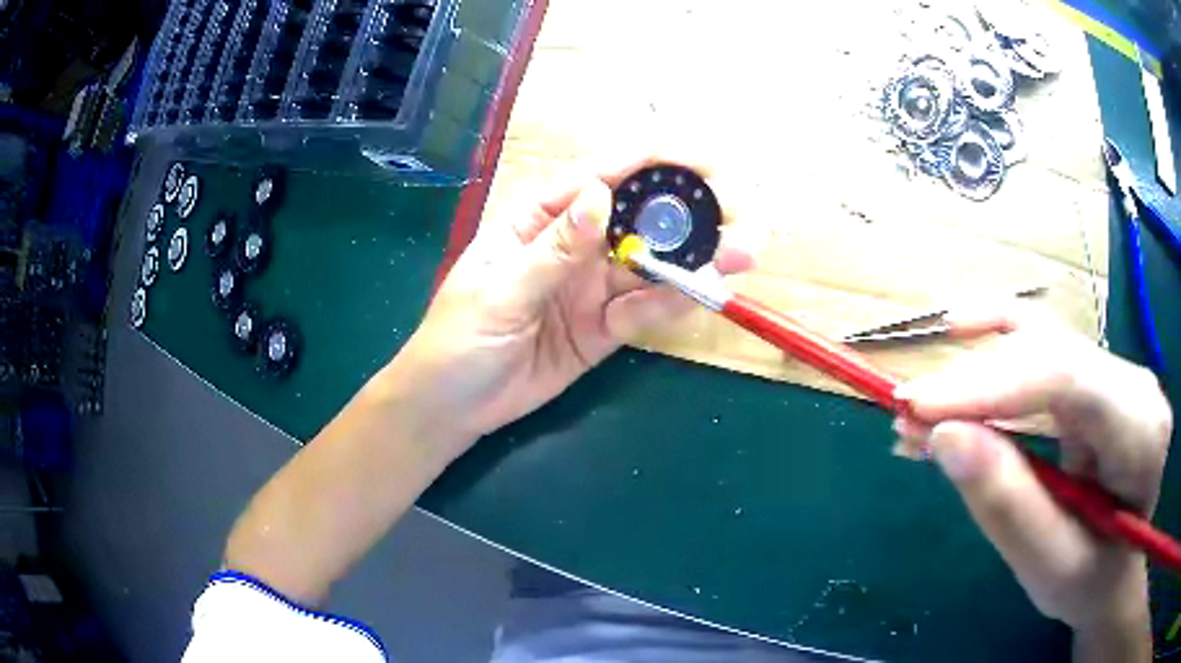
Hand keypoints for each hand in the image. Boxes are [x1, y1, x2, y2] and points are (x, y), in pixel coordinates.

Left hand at [378, 156, 752, 456]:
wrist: (452, 407)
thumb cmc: (458, 340)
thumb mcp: (498, 293)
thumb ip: (552, 252)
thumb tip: (600, 197)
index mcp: (538, 219)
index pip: (600, 176)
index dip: (651, 161)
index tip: (701, 160)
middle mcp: (573, 245)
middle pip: (637, 218)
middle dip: (687, 212)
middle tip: (738, 213)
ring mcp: (591, 288)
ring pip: (649, 265)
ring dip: (694, 260)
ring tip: (741, 255)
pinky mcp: (602, 328)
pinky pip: (642, 312)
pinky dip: (671, 304)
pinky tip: (703, 294)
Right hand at [893, 306, 1170, 651]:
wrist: (1115, 571)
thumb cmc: (1090, 580)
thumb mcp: (1050, 568)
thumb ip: (1010, 507)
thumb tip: (946, 438)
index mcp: (1141, 433)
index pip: (1069, 379)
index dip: (993, 384)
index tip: (920, 409)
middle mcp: (1133, 384)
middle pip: (1050, 356)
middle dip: (974, 382)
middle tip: (905, 417)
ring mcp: (1114, 374)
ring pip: (1040, 345)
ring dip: (975, 373)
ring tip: (918, 411)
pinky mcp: (1093, 378)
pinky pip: (1041, 350)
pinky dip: (994, 352)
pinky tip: (959, 337)